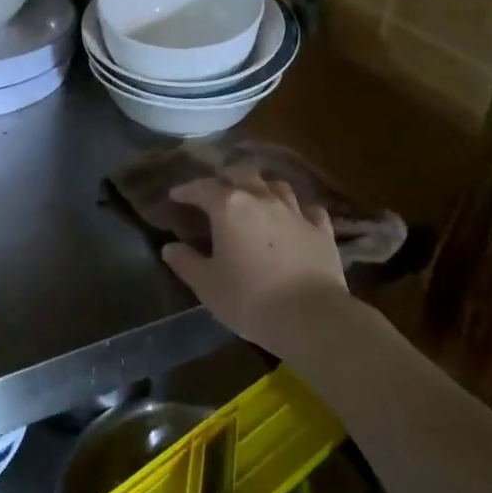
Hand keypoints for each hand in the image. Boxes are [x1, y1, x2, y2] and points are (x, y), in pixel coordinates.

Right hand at [162, 165, 348, 354]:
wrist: (311, 317)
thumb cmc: (250, 299)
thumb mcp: (207, 285)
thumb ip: (186, 263)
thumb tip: (169, 247)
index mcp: (230, 208)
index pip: (203, 188)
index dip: (187, 190)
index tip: (176, 195)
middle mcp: (263, 200)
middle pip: (242, 175)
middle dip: (226, 179)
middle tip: (217, 191)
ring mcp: (296, 213)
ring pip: (277, 186)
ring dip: (262, 188)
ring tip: (256, 197)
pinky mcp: (322, 231)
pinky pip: (309, 210)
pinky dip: (299, 210)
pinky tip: (296, 218)